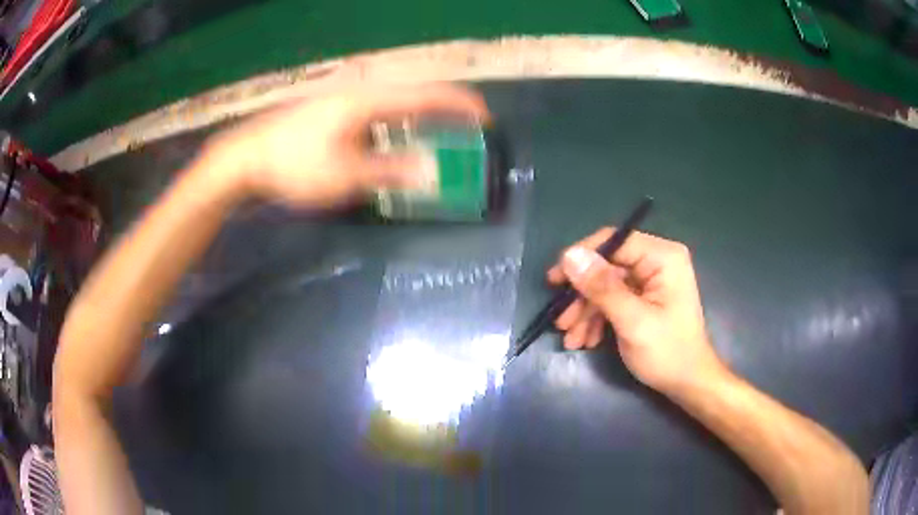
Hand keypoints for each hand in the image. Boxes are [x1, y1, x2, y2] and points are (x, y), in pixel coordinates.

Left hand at [202, 84, 490, 207]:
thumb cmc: (294, 164)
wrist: (247, 157)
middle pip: (415, 92)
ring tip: (440, 133)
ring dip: (421, 116)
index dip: (460, 105)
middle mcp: (362, 90)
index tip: (485, 118)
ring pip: (396, 100)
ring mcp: (345, 97)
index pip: (427, 95)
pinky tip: (397, 136)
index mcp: (369, 99)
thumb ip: (391, 171)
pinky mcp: (334, 108)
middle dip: (445, 108)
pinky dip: (398, 121)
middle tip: (466, 128)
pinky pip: (378, 109)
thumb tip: (433, 171)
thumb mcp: (345, 175)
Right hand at [547, 228, 725, 393]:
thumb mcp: (632, 321)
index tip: (555, 282)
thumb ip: (602, 287)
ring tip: (571, 338)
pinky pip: (613, 299)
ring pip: (606, 285)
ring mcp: (650, 281)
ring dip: (586, 311)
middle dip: (582, 296)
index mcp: (662, 257)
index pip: (614, 241)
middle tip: (560, 320)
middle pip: (607, 266)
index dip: (582, 257)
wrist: (688, 383)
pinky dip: (597, 318)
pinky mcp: (644, 298)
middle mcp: (656, 262)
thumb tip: (569, 256)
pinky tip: (586, 339)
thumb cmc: (667, 352)